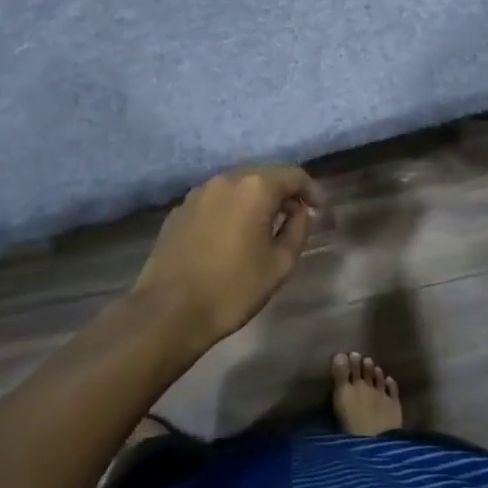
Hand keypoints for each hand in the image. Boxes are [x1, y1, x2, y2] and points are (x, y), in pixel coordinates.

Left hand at [133, 166, 323, 355]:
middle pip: (264, 175)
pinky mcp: (179, 209)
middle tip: (295, 216)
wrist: (169, 311)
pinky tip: (231, 234)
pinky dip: (231, 209)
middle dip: (282, 192)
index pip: (293, 175)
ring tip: (264, 226)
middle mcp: (226, 179)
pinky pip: (215, 200)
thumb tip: (300, 211)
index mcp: (255, 188)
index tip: (319, 209)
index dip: (311, 190)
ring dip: (255, 199)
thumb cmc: (233, 289)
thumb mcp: (280, 264)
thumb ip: (297, 229)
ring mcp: (198, 192)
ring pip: (237, 186)